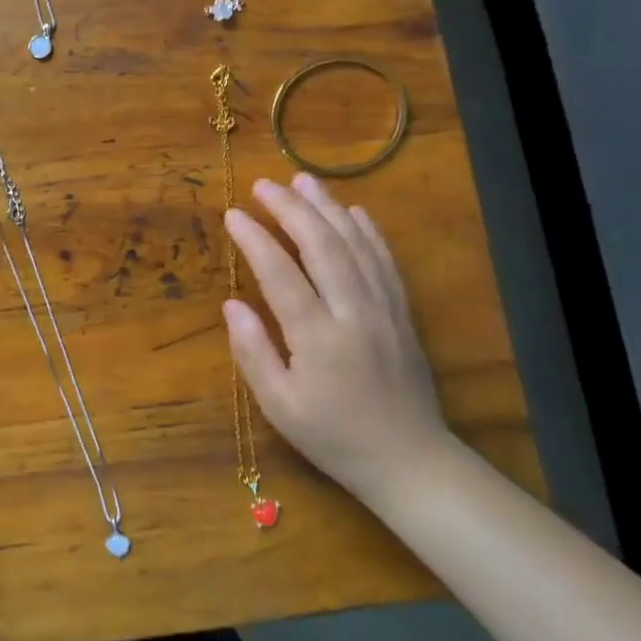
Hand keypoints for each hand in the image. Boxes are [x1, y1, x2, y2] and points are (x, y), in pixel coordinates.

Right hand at [223, 174, 453, 504]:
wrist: (409, 460)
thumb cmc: (333, 436)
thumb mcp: (280, 406)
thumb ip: (253, 353)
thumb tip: (231, 305)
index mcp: (318, 338)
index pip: (281, 274)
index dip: (255, 239)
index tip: (232, 214)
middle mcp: (354, 313)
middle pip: (322, 246)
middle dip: (291, 209)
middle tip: (263, 184)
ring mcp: (384, 310)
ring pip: (356, 246)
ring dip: (328, 209)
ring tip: (302, 180)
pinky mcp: (402, 314)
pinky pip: (385, 262)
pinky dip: (368, 232)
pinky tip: (353, 212)